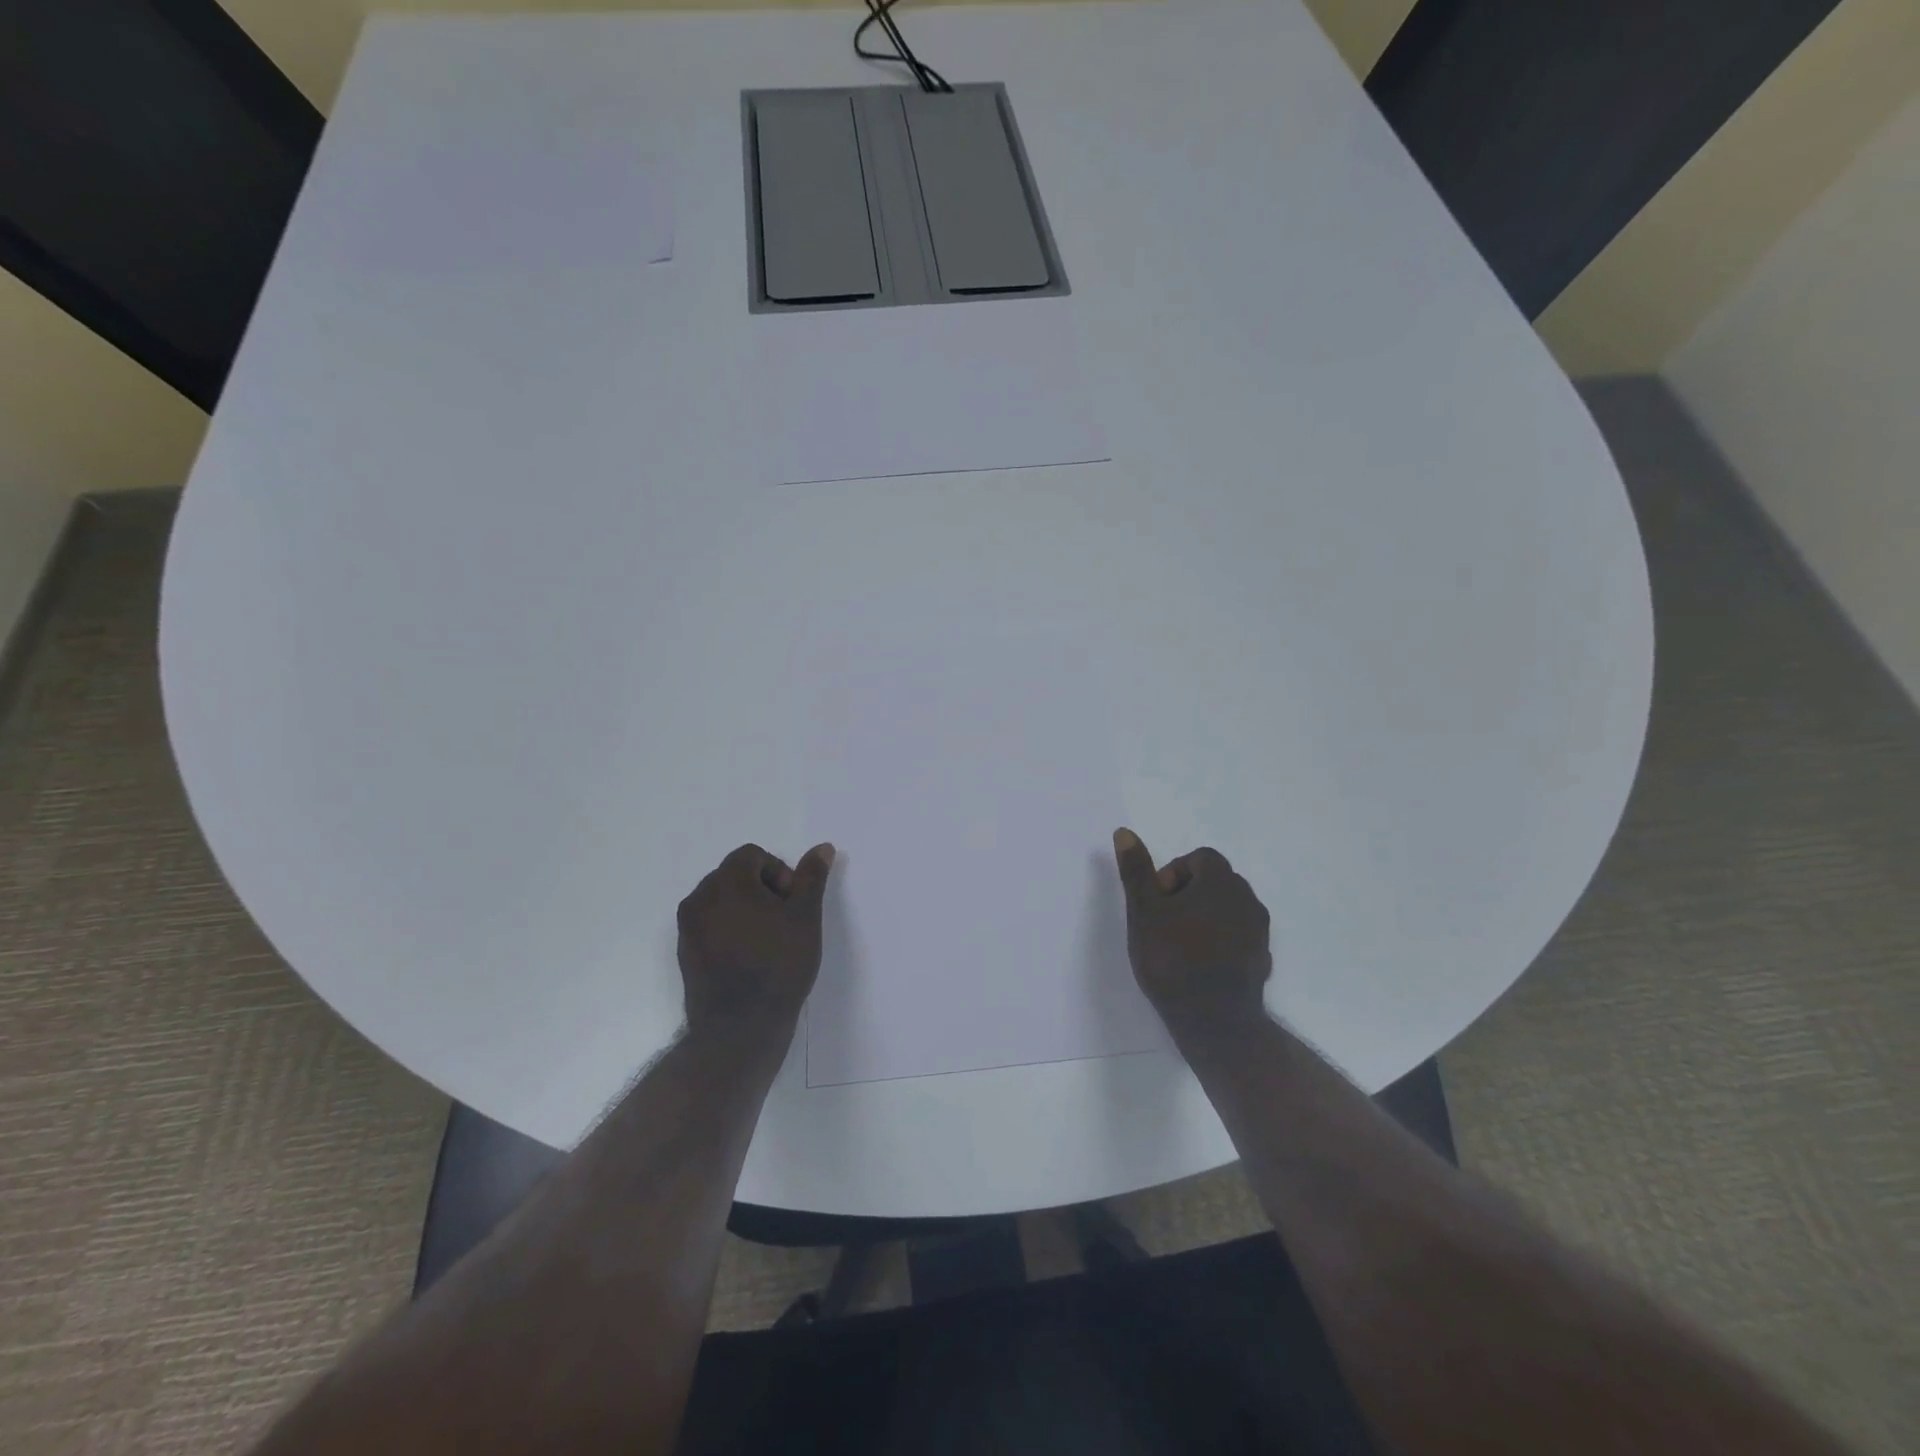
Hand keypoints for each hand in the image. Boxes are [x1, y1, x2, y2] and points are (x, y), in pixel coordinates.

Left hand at [677, 842, 835, 1035]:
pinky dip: (731, 929)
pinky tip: (751, 956)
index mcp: (726, 882)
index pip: (752, 855)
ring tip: (769, 939)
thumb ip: (812, 877)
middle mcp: (699, 898)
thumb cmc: (778, 964)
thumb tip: (823, 847)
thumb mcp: (805, 916)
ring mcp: (688, 927)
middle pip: (735, 874)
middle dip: (763, 889)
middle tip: (785, 921)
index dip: (779, 872)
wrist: (740, 1028)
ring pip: (722, 900)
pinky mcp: (686, 952)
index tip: (792, 903)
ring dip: (747, 908)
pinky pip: (710, 925)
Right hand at [1112, 828, 1271, 1034]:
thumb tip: (1125, 832)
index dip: (1172, 874)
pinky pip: (1238, 936)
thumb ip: (1136, 871)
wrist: (1214, 1021)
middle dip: (1187, 893)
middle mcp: (1247, 899)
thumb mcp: (1144, 912)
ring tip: (1179, 944)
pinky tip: (1200, 965)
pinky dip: (1220, 940)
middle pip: (1215, 881)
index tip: (1157, 903)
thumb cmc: (1173, 959)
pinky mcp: (1262, 958)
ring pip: (1228, 908)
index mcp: (1221, 882)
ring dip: (1204, 916)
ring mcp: (1260, 931)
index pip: (1199, 858)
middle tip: (1163, 923)